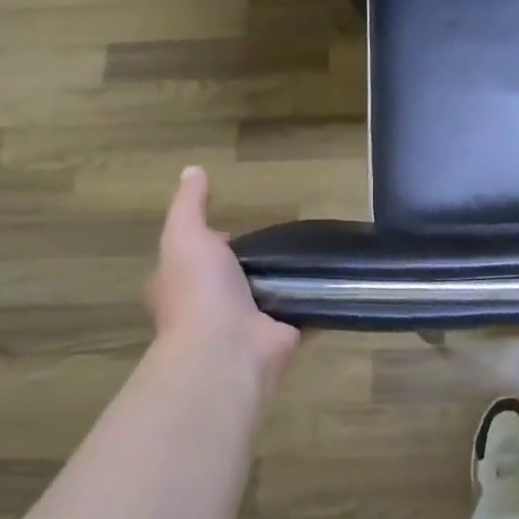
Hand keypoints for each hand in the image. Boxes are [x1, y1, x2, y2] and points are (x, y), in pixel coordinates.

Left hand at [149, 166, 300, 375]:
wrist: (230, 348)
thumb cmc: (200, 291)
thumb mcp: (186, 237)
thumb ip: (190, 205)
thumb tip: (193, 170)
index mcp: (183, 287)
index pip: (196, 259)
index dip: (212, 243)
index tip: (236, 230)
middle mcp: (213, 308)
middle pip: (236, 278)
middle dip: (255, 263)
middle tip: (285, 238)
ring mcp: (250, 324)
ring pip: (272, 295)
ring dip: (289, 280)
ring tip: (316, 253)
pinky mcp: (284, 334)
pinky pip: (304, 311)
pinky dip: (318, 300)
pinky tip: (336, 280)